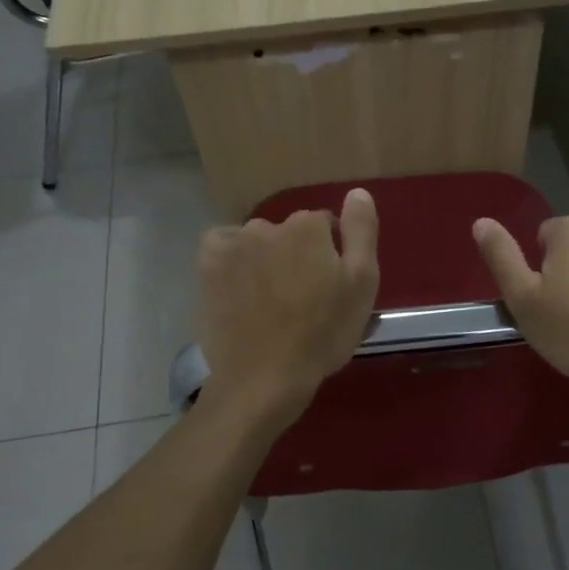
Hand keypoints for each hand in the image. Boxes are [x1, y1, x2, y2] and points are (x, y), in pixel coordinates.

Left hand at [197, 187, 379, 425]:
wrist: (264, 377)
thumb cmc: (322, 333)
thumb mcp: (361, 284)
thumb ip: (361, 231)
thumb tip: (357, 192)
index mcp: (308, 227)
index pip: (326, 226)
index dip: (331, 255)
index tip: (330, 287)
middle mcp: (268, 225)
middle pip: (289, 234)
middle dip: (296, 256)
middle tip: (301, 299)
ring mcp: (233, 244)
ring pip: (256, 242)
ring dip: (264, 259)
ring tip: (269, 301)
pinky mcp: (207, 266)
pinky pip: (222, 247)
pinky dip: (231, 260)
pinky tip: (239, 286)